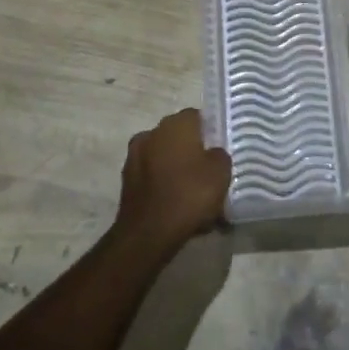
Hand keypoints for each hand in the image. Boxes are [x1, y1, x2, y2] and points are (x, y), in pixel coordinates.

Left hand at [115, 109, 230, 254]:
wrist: (149, 233)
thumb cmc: (190, 194)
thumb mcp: (221, 172)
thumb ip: (220, 155)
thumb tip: (212, 153)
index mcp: (175, 124)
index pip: (197, 117)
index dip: (211, 131)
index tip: (221, 149)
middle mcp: (152, 133)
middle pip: (179, 137)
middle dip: (193, 151)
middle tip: (210, 171)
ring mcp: (135, 157)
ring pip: (165, 158)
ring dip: (177, 170)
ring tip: (195, 193)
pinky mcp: (127, 181)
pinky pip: (154, 178)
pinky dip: (165, 186)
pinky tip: (178, 205)